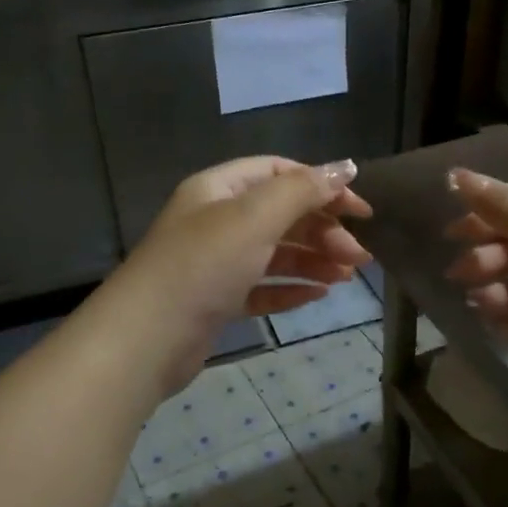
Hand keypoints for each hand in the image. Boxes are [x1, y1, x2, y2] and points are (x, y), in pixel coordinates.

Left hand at [109, 156, 372, 393]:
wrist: (147, 339)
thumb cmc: (203, 265)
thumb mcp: (255, 217)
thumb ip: (301, 191)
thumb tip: (344, 167)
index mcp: (219, 188)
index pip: (279, 173)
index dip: (321, 185)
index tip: (360, 210)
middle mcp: (216, 220)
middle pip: (281, 214)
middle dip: (323, 230)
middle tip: (360, 256)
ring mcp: (215, 262)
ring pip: (274, 253)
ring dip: (313, 260)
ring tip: (347, 277)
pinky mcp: (217, 300)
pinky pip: (261, 287)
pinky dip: (290, 289)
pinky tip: (318, 295)